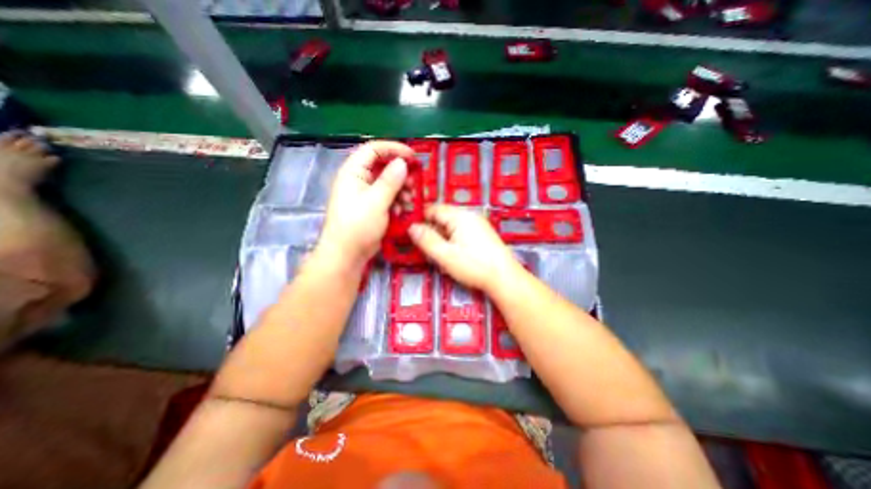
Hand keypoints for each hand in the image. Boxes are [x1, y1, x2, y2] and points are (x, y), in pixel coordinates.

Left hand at [319, 139, 416, 269]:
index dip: (394, 149)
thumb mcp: (376, 202)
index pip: (373, 149)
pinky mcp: (372, 207)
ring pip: (388, 183)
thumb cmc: (358, 226)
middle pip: (383, 167)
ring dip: (401, 190)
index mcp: (353, 172)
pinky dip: (397, 201)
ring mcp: (365, 194)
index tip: (413, 157)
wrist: (347, 254)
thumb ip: (390, 181)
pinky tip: (402, 210)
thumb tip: (402, 162)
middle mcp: (359, 180)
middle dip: (401, 174)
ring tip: (409, 200)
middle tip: (413, 184)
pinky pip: (387, 197)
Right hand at [411, 202, 522, 292]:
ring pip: (451, 226)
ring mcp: (477, 224)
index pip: (434, 209)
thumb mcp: (445, 255)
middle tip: (425, 248)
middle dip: (432, 231)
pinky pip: (461, 232)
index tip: (411, 231)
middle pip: (443, 217)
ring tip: (439, 254)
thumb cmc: (475, 266)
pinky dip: (452, 240)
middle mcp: (469, 216)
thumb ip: (427, 240)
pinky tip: (452, 254)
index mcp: (460, 216)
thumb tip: (411, 227)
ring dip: (442, 237)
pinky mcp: (482, 234)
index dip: (420, 219)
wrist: (504, 277)